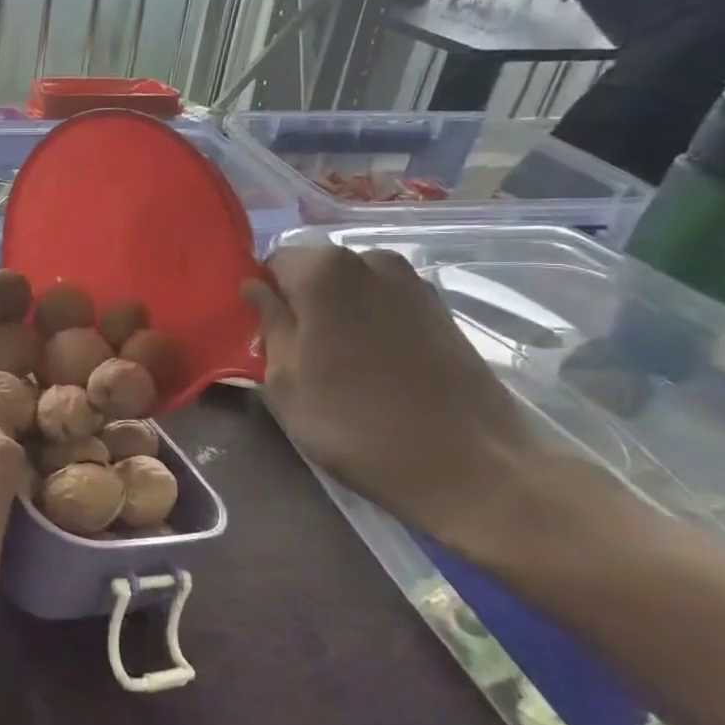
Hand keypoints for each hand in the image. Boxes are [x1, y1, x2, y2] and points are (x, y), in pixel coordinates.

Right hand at [242, 247, 549, 550]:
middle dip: (300, 302)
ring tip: (336, 363)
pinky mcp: (443, 310)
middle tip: (295, 353)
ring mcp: (413, 283)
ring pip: (352, 288)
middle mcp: (370, 260)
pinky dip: (371, 324)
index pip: (272, 262)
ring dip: (337, 314)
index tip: (260, 333)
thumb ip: (268, 323)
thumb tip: (256, 288)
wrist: (469, 464)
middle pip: (315, 271)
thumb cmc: (354, 422)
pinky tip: (373, 366)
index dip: (262, 296)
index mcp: (323, 270)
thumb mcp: (285, 380)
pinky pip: (385, 304)